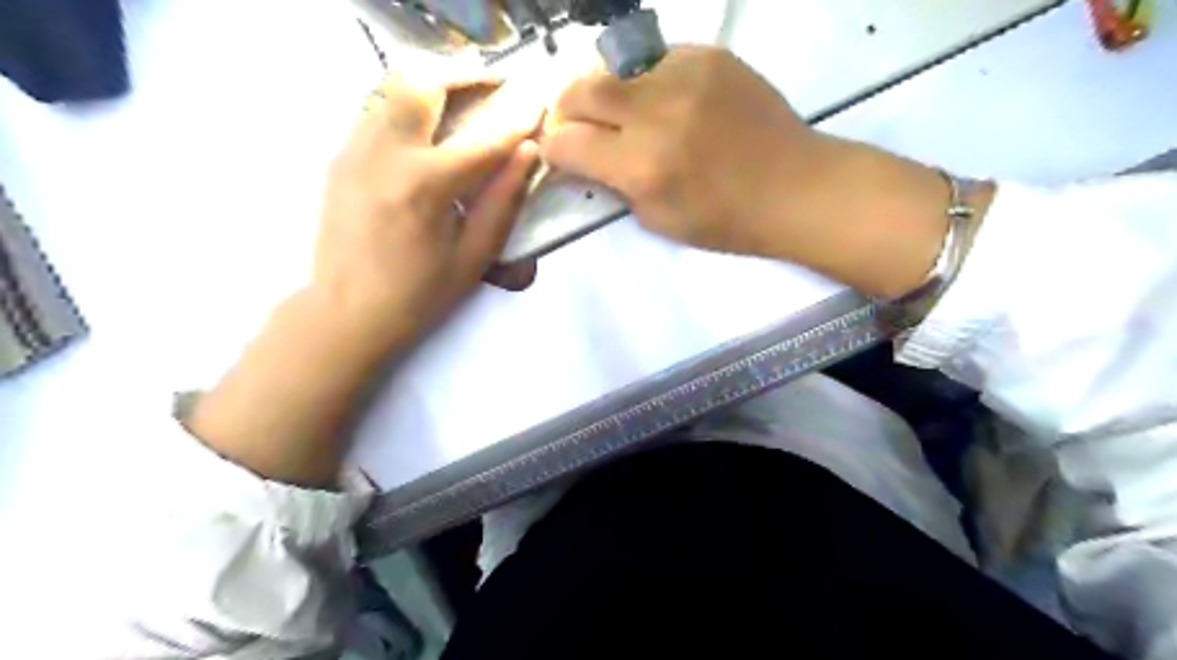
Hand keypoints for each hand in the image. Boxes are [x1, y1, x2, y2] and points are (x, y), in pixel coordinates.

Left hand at [187, 74, 543, 489]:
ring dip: (435, 85)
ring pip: (394, 88)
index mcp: (426, 185)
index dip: (517, 120)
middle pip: (424, 83)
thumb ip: (503, 201)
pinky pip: (378, 110)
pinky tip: (428, 129)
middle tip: (496, 86)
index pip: (483, 138)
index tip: (539, 107)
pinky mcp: (341, 156)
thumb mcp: (473, 256)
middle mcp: (386, 153)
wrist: (347, 311)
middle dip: (466, 76)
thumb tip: (527, 153)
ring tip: (465, 100)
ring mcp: (356, 149)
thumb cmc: (419, 294)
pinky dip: (410, 106)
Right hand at [547, 46, 986, 297]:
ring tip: (620, 113)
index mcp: (641, 165)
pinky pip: (655, 59)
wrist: (794, 186)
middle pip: (579, 90)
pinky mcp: (709, 55)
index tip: (560, 154)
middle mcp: (654, 112)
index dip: (554, 150)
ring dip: (604, 92)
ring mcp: (683, 75)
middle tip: (576, 125)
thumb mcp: (657, 220)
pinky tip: (663, 101)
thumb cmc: (726, 219)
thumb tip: (586, 158)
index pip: (566, 142)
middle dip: (565, 109)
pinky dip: (645, 80)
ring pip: (613, 68)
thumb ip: (614, 185)